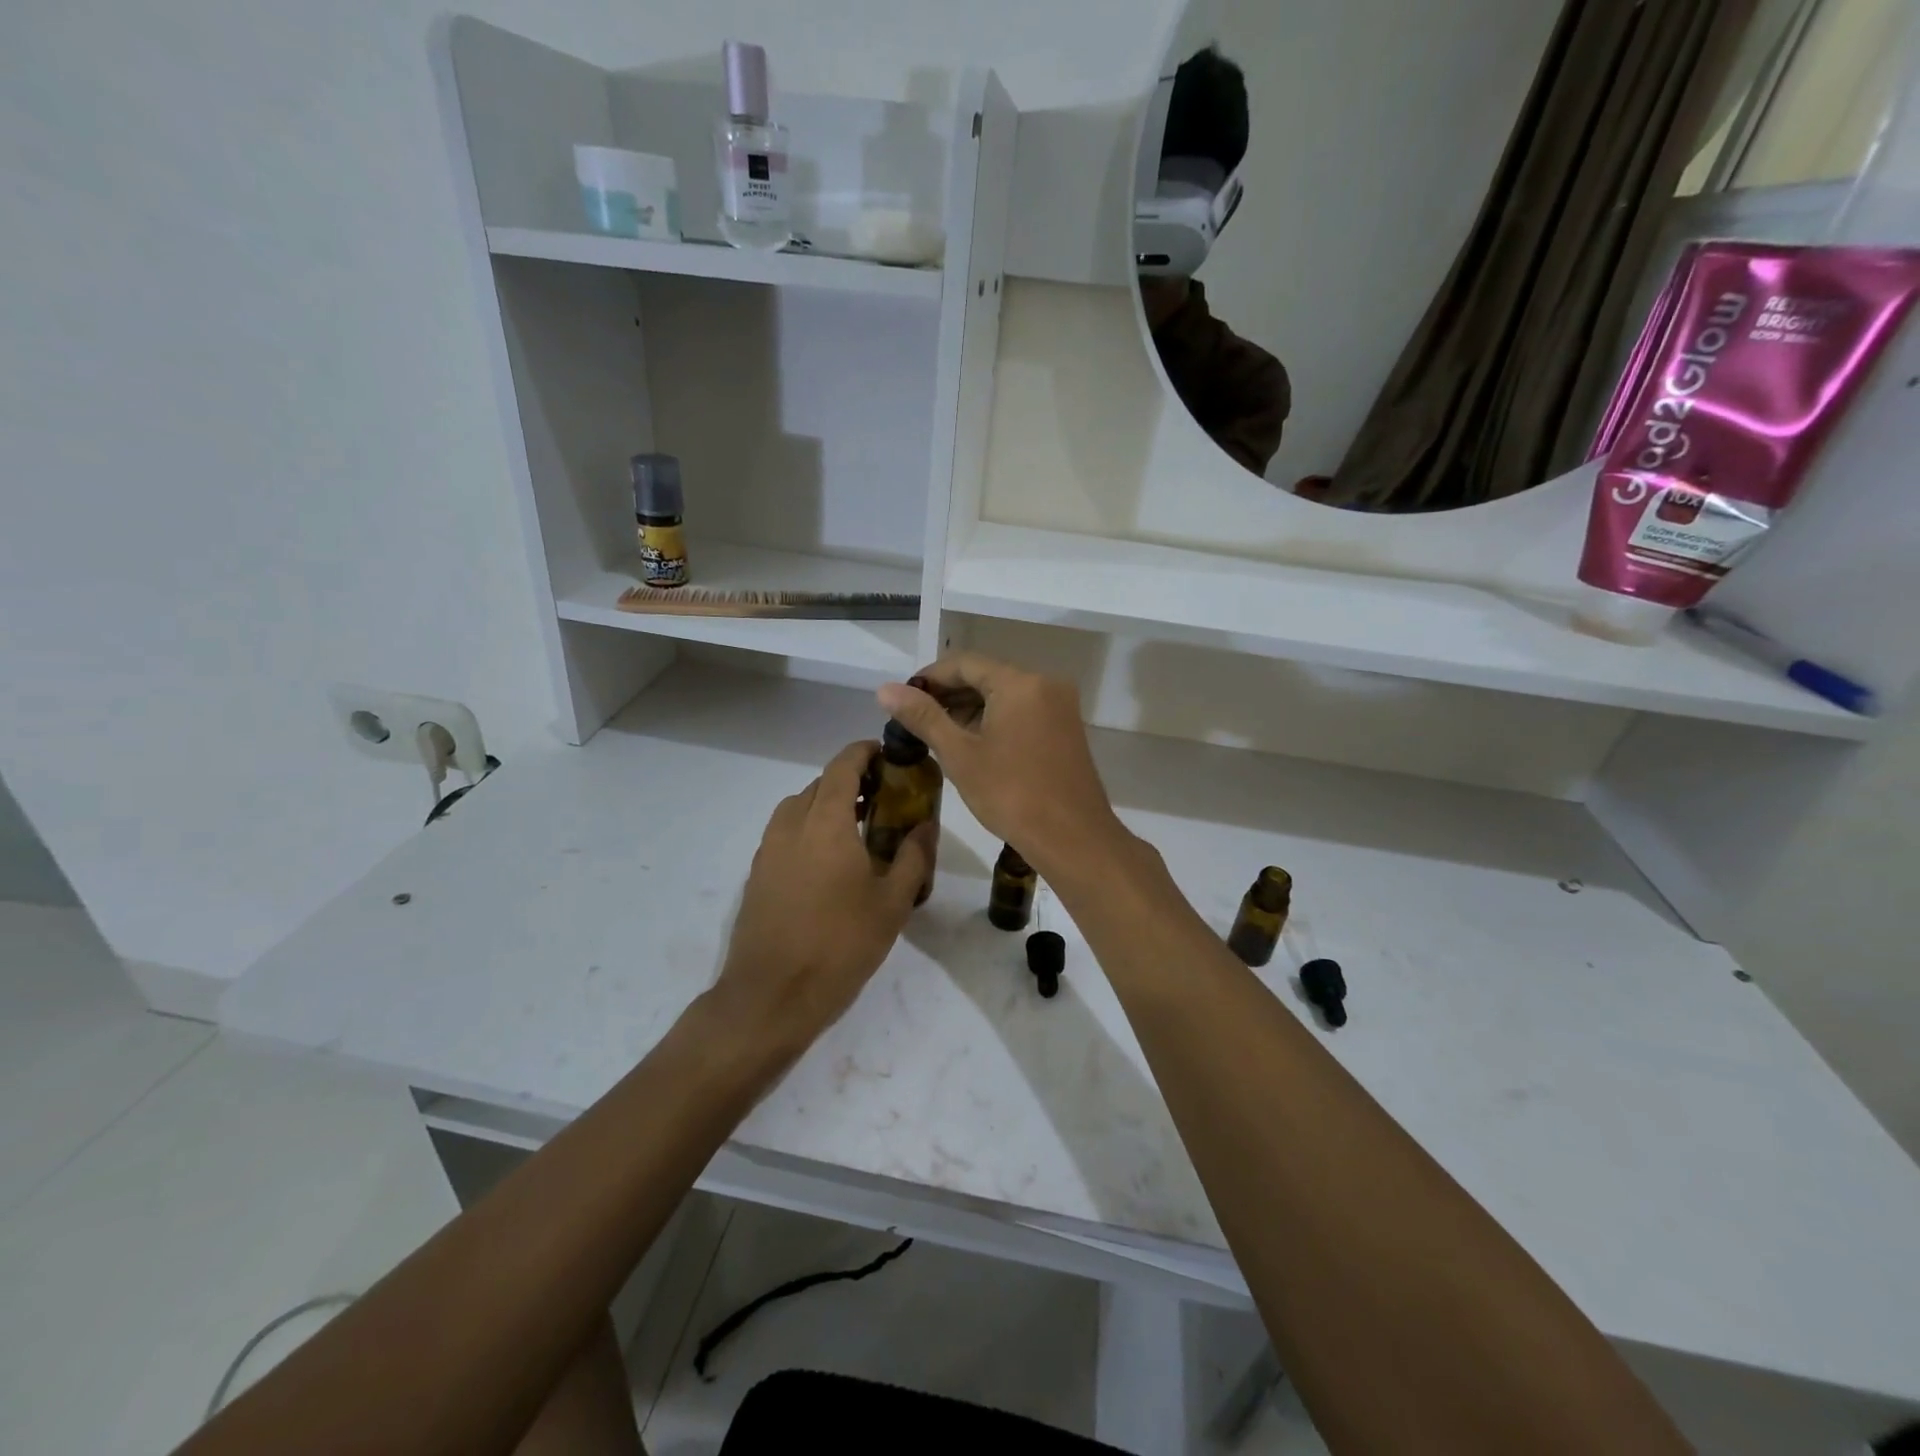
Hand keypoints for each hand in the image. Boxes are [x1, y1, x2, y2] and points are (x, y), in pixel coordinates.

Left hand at [711, 741, 935, 1050]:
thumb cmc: (840, 945)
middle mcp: (791, 825)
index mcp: (826, 823)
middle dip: (850, 780)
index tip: (887, 755)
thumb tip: (926, 825)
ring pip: (798, 808)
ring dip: (826, 804)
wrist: (771, 996)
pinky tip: (829, 861)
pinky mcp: (757, 874)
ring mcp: (768, 850)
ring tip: (857, 827)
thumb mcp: (892, 903)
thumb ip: (912, 857)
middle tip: (882, 796)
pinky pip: (785, 833)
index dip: (863, 752)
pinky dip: (808, 828)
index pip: (842, 766)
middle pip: (819, 784)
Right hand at [877, 653, 1125, 878]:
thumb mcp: (960, 754)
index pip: (965, 663)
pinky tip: (972, 743)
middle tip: (915, 720)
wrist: (1072, 838)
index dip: (929, 677)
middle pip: (987, 675)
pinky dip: (995, 719)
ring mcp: (1060, 706)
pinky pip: (1023, 711)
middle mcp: (1045, 684)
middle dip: (949, 694)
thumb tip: (886, 689)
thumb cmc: (1012, 794)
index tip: (902, 698)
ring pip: (1005, 694)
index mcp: (1020, 683)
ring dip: (970, 708)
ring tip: (938, 734)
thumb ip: (923, 717)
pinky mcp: (1065, 729)